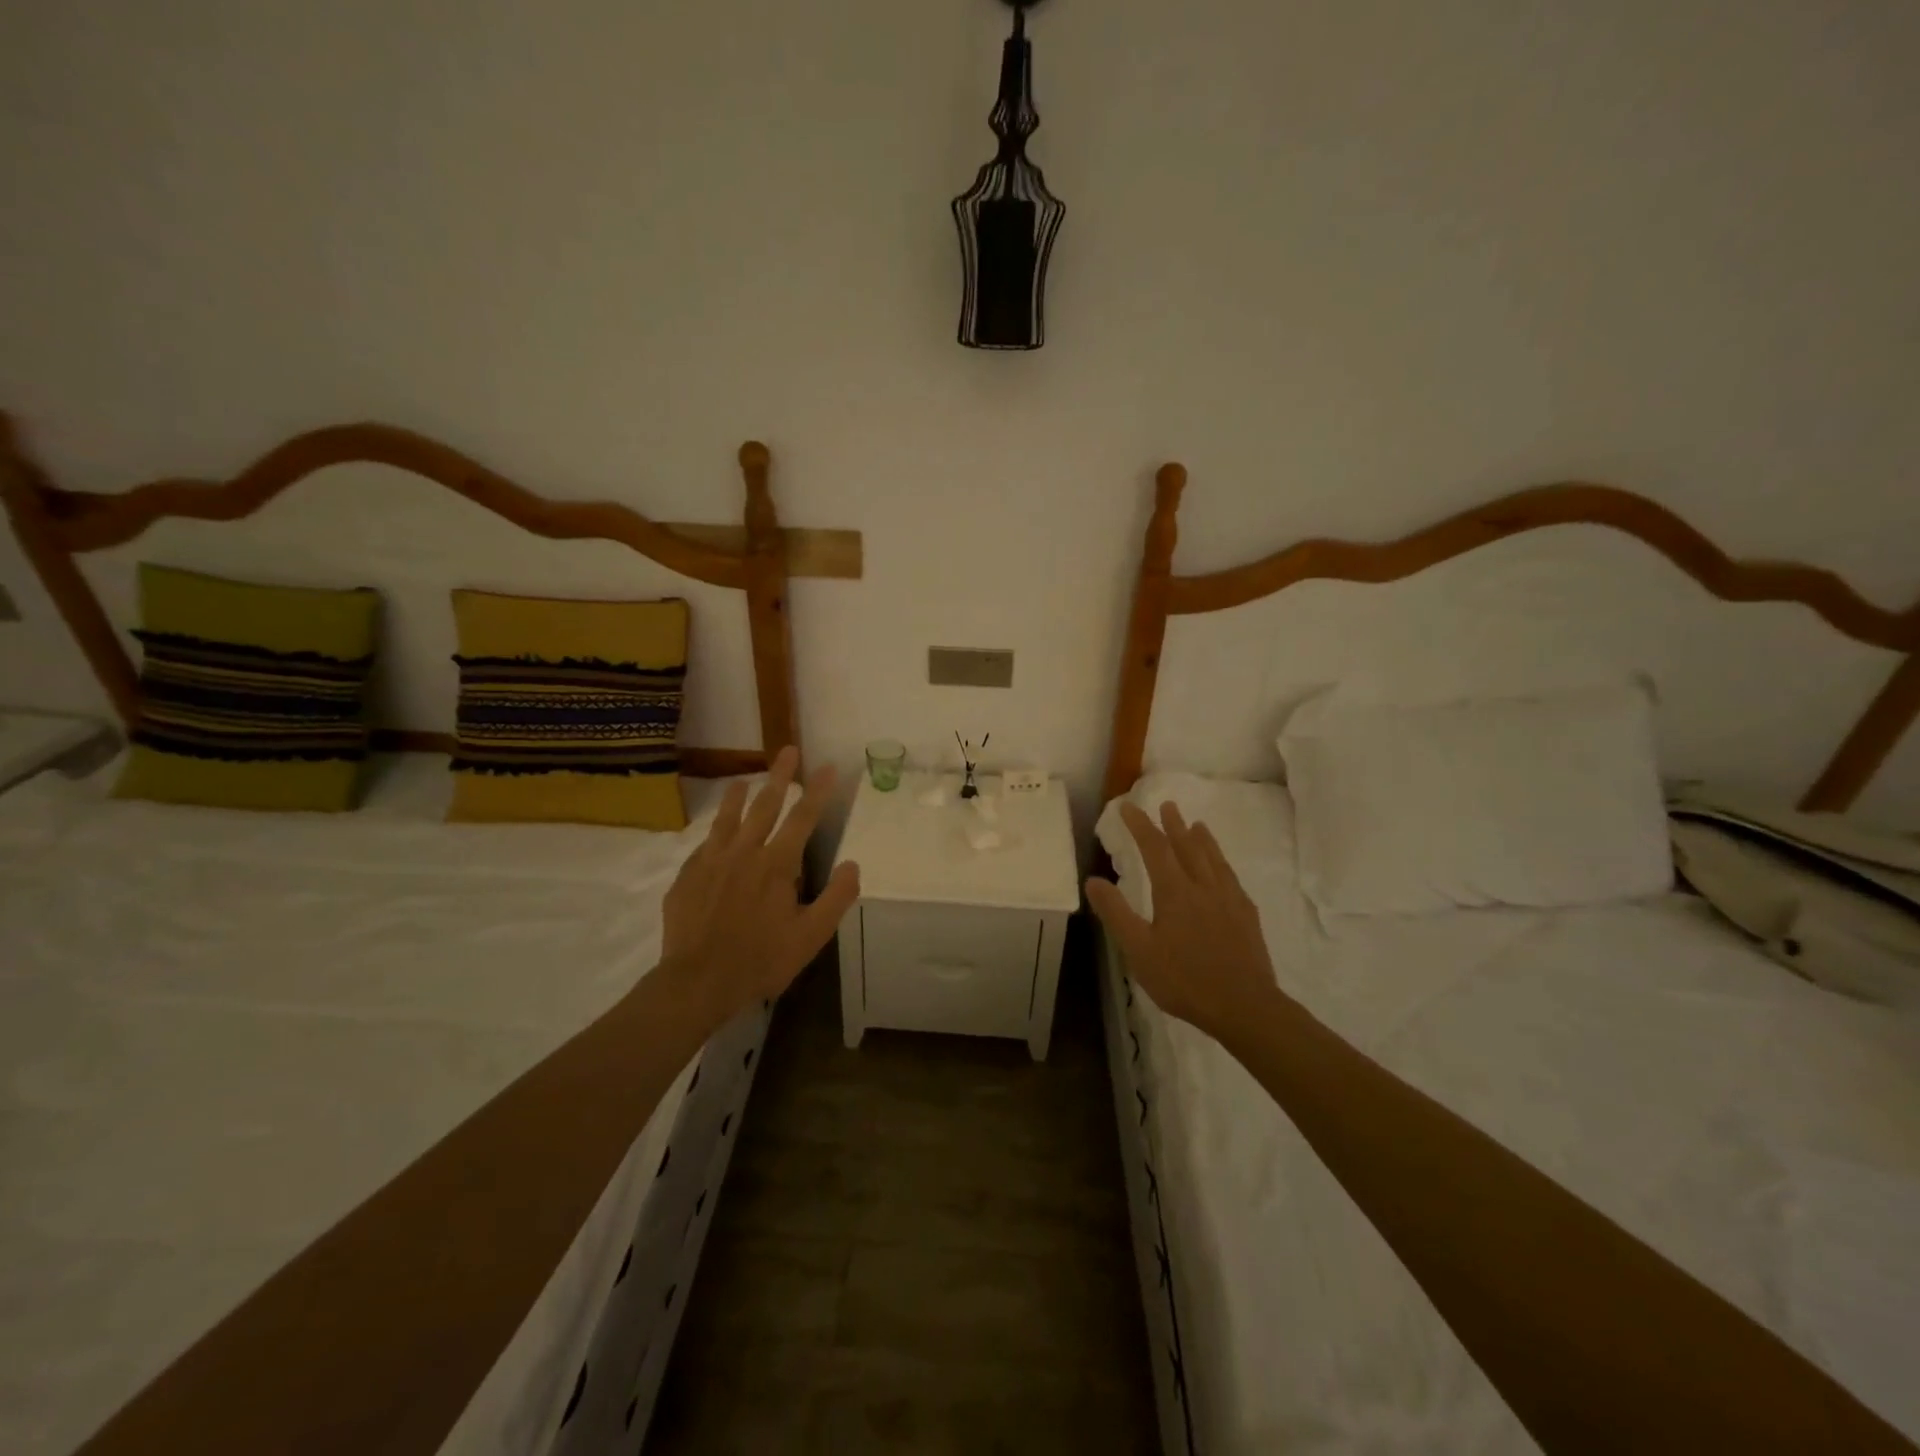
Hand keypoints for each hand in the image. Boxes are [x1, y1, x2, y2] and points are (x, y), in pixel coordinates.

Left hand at [660, 746, 859, 1026]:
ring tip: (745, 779)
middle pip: (765, 806)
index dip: (817, 791)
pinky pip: (704, 845)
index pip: (802, 818)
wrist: (696, 982)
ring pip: (728, 819)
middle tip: (787, 750)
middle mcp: (744, 853)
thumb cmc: (760, 960)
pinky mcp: (687, 877)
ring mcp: (711, 862)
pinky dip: (714, 831)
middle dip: (779, 776)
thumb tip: (853, 864)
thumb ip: (835, 898)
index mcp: (776, 864)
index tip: (827, 767)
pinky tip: (714, 832)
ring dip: (739, 797)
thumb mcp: (810, 937)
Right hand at [1085, 801, 1279, 1040]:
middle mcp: (1203, 887)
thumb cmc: (1184, 979)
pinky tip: (1223, 870)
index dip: (1140, 825)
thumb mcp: (1139, 950)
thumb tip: (1093, 880)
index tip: (1128, 807)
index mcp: (1175, 892)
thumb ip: (1116, 913)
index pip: (1155, 848)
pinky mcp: (1247, 916)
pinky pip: (1231, 878)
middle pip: (1188, 847)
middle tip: (1168, 805)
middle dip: (1174, 825)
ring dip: (1202, 839)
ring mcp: (1229, 900)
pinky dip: (1222, 864)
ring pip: (1213, 860)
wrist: (1244, 1006)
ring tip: (1197, 824)